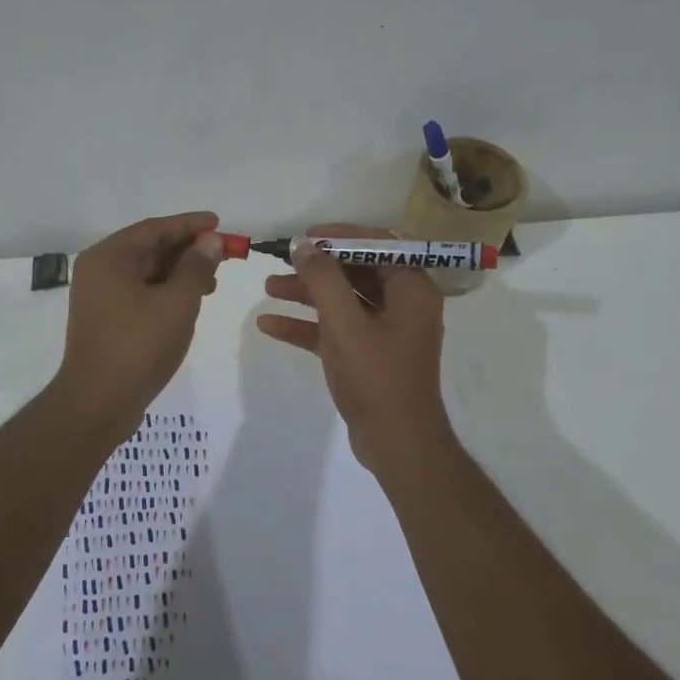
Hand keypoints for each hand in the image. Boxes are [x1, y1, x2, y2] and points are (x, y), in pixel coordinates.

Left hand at [53, 212, 224, 429]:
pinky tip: (189, 303)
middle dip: (187, 250)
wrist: (99, 402)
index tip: (219, 223)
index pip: (155, 228)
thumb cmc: (139, 344)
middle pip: (149, 248)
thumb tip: (210, 241)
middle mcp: (99, 270)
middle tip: (222, 255)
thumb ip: (196, 266)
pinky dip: (166, 292)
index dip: (190, 225)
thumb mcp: (178, 301)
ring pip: (146, 273)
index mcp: (109, 257)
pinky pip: (140, 293)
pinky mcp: (105, 320)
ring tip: (212, 282)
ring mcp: (99, 297)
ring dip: (179, 272)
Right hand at [256, 224, 455, 472]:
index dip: (341, 236)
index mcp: (412, 290)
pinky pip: (335, 330)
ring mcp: (384, 331)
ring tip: (268, 287)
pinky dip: (307, 326)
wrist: (397, 444)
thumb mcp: (346, 325)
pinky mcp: (367, 355)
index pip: (378, 245)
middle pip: (356, 272)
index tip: (306, 236)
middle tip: (281, 260)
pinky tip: (269, 325)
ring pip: (342, 301)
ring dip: (307, 294)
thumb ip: (324, 281)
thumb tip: (304, 245)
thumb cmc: (377, 378)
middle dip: (317, 267)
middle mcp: (402, 305)